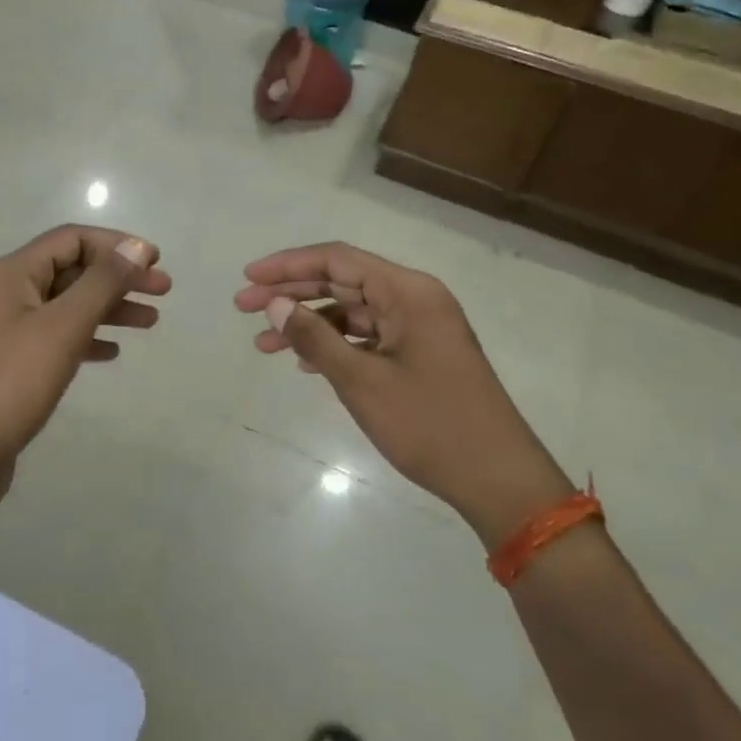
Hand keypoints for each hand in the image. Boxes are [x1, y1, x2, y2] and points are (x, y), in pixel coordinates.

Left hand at [0, 226, 170, 524]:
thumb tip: (136, 246)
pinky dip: (87, 338)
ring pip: (68, 305)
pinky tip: (112, 352)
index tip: (157, 261)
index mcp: (13, 273)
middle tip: (164, 290)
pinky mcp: (12, 364)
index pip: (72, 239)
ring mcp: (8, 330)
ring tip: (151, 322)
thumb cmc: (11, 382)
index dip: (117, 245)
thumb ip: (101, 283)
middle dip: (119, 277)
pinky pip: (57, 337)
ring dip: (109, 308)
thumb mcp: (62, 327)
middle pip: (72, 270)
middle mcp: (8, 293)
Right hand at [235, 242, 572, 545]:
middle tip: (243, 308)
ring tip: (263, 344)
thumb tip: (275, 305)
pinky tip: (305, 363)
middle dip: (291, 294)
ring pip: (352, 312)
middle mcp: (415, 300)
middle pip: (342, 282)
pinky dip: (335, 345)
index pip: (338, 259)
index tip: (248, 279)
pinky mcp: (420, 356)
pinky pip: (368, 337)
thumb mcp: (362, 382)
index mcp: (408, 292)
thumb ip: (315, 338)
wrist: (497, 480)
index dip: (288, 265)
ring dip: (309, 324)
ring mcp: (420, 329)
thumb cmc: (430, 424)